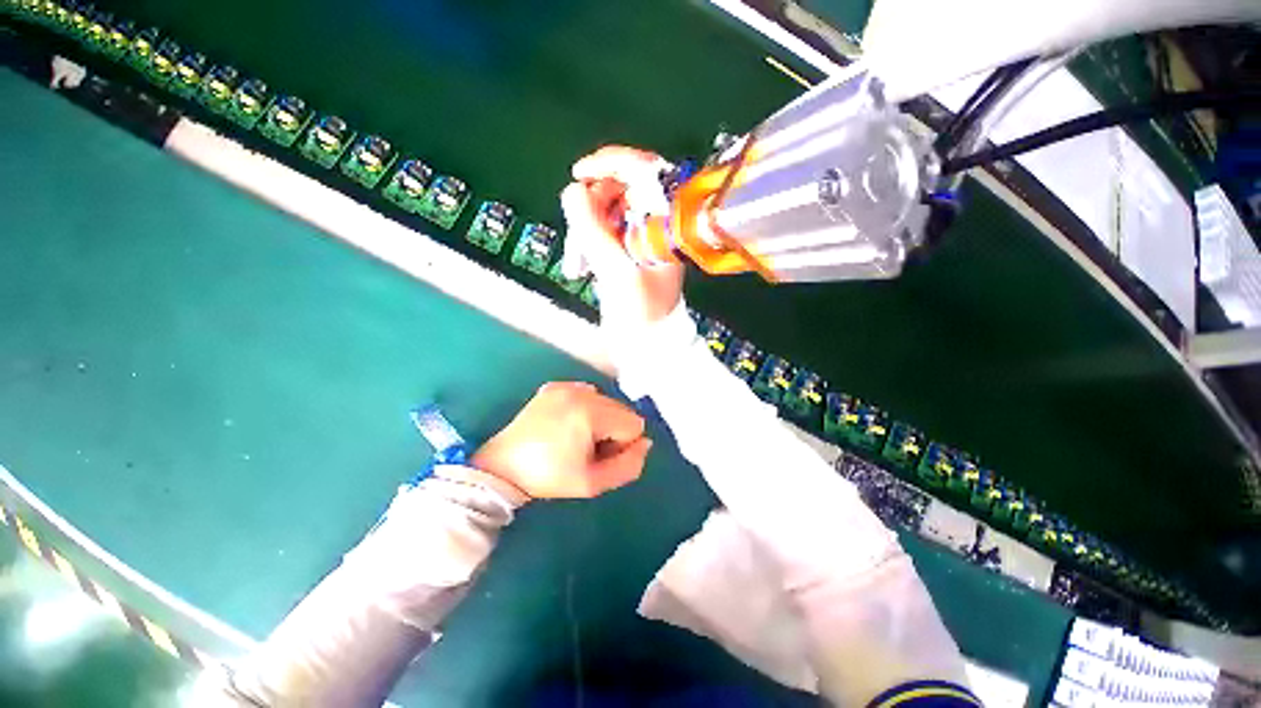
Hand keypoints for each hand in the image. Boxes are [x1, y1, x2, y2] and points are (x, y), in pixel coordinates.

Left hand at [471, 381, 651, 498]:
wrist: (502, 468)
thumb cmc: (550, 478)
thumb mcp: (594, 483)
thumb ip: (629, 465)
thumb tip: (645, 443)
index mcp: (591, 412)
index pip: (634, 424)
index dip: (623, 445)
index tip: (600, 457)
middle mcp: (581, 392)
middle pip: (621, 409)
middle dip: (613, 430)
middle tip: (587, 450)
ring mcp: (565, 386)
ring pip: (605, 401)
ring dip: (600, 419)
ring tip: (575, 438)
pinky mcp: (553, 386)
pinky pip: (585, 394)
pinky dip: (584, 408)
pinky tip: (566, 424)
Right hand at [560, 146, 685, 326]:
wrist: (647, 342)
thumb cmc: (640, 311)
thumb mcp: (615, 270)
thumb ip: (592, 228)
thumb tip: (572, 189)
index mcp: (666, 223)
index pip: (644, 170)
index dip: (610, 163)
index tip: (579, 174)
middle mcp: (657, 223)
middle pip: (620, 189)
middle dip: (590, 208)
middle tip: (578, 236)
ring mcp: (642, 236)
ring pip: (606, 210)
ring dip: (585, 230)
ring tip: (577, 263)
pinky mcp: (629, 249)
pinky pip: (603, 229)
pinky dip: (588, 242)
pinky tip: (581, 265)